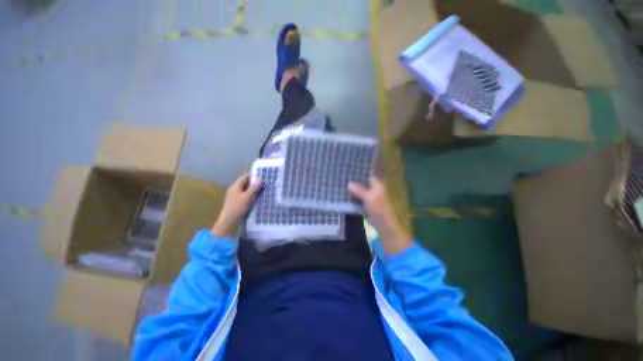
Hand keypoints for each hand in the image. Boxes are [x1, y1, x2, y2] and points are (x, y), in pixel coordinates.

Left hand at [211, 173, 261, 236]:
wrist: (229, 222)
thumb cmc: (237, 207)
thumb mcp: (247, 197)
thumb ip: (254, 187)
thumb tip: (260, 178)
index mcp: (235, 186)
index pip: (245, 177)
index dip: (254, 174)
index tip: (263, 174)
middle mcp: (235, 190)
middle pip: (246, 183)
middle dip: (255, 182)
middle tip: (266, 182)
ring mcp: (236, 196)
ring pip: (247, 190)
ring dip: (254, 189)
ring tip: (265, 189)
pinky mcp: (238, 203)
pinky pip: (247, 196)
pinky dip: (252, 195)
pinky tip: (259, 197)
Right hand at [348, 176, 411, 255]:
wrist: (385, 225)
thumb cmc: (379, 209)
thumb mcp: (368, 198)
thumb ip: (359, 190)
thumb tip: (349, 183)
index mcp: (378, 185)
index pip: (368, 175)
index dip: (359, 172)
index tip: (349, 170)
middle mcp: (375, 189)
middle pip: (364, 182)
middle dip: (355, 181)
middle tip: (343, 178)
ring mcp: (372, 197)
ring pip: (361, 190)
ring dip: (354, 189)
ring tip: (343, 185)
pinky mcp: (369, 204)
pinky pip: (360, 198)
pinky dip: (355, 197)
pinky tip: (347, 196)